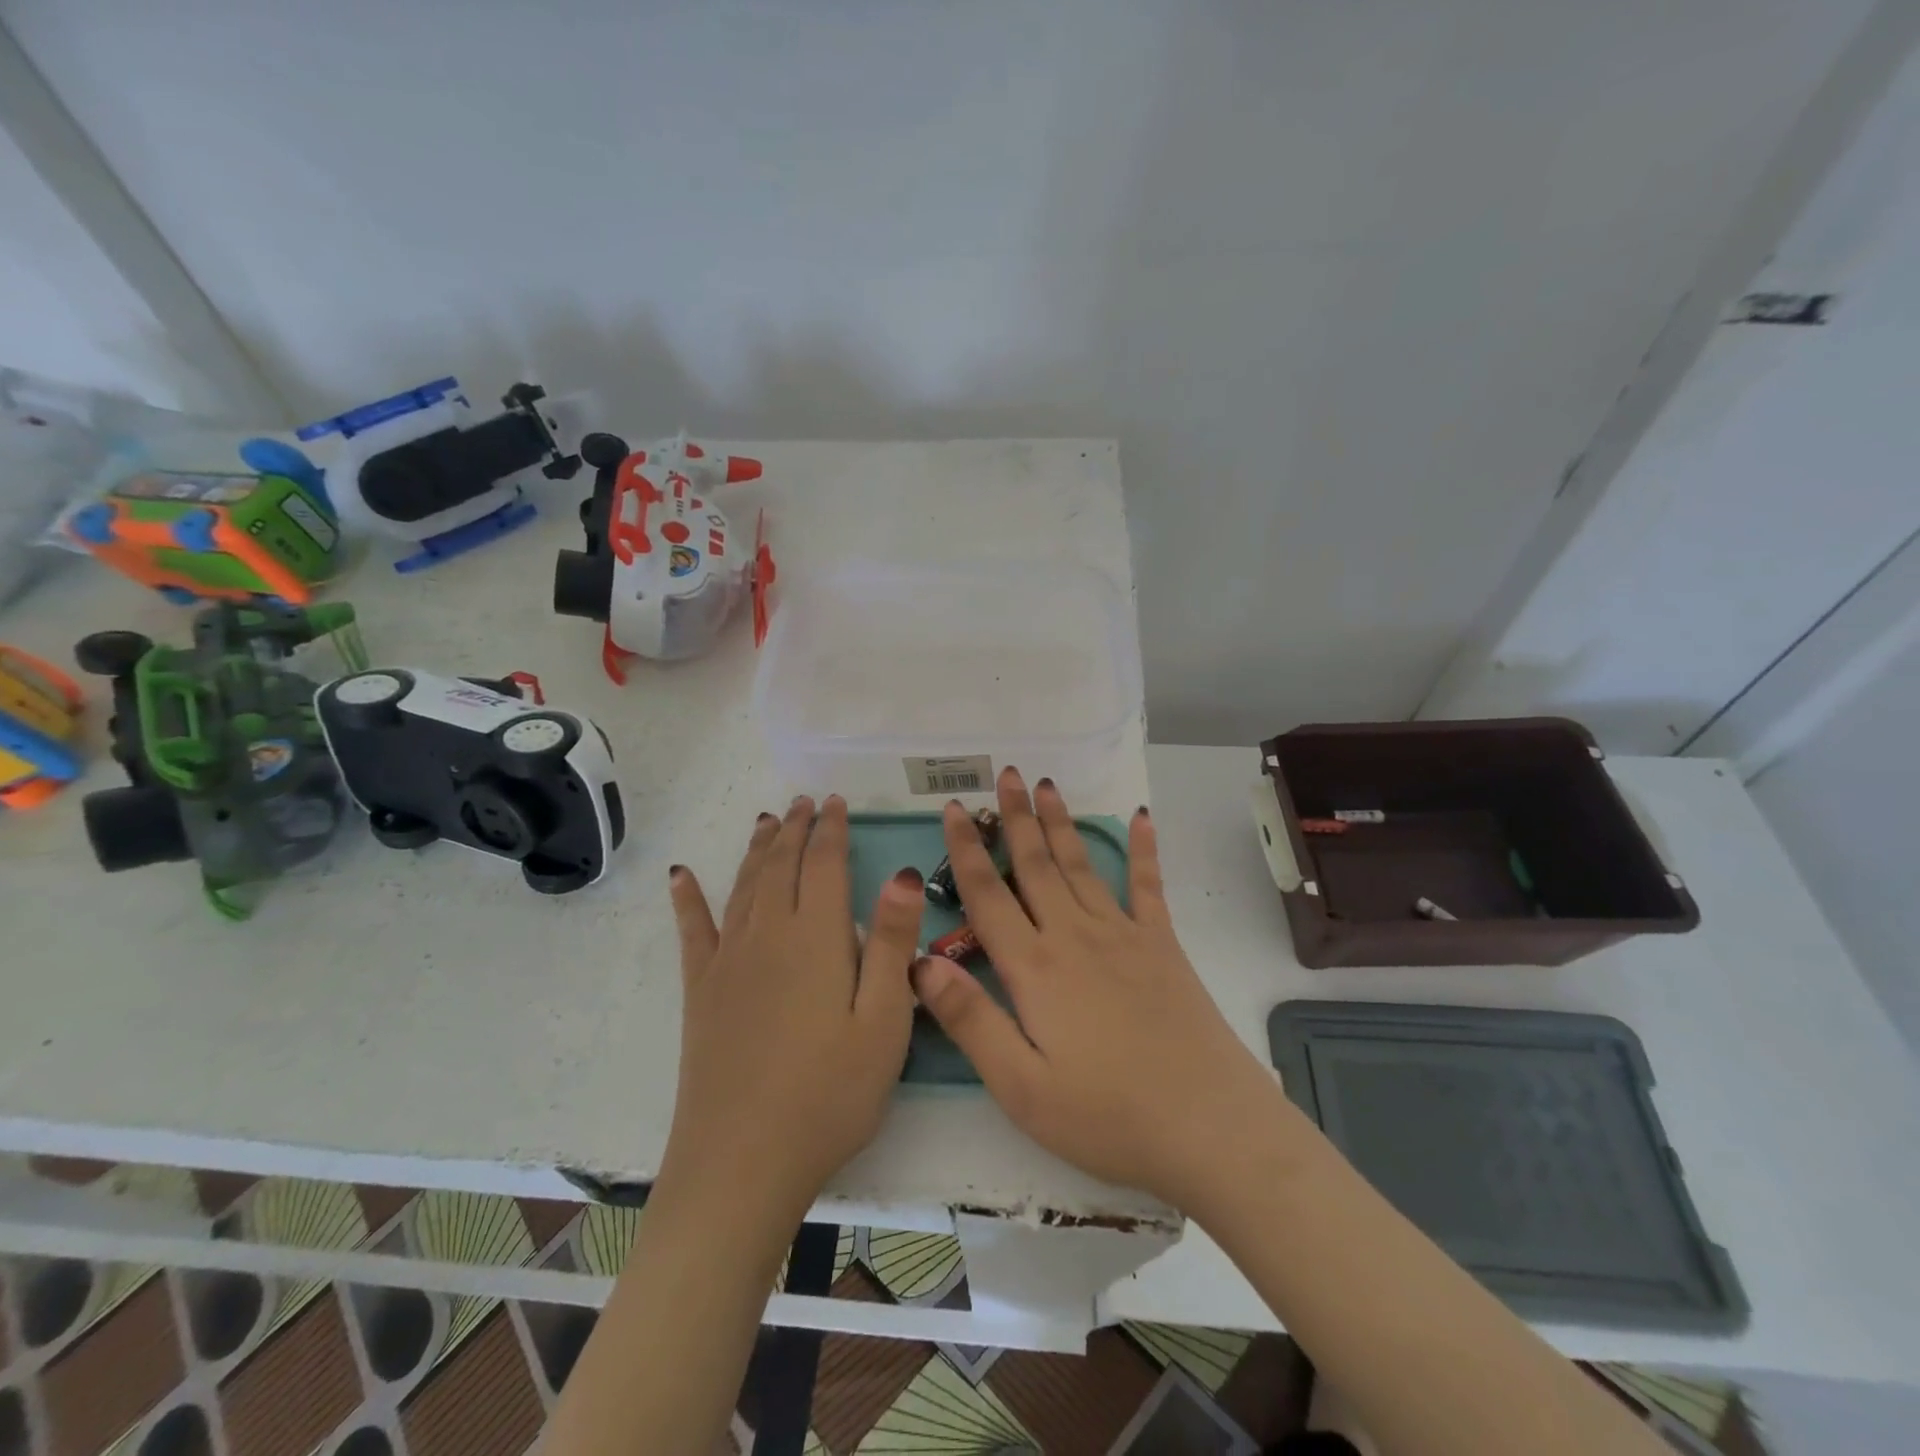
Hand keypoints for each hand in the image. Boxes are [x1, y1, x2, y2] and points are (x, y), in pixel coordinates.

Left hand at [663, 795, 924, 1214]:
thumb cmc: (830, 1094)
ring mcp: (728, 961)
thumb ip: (891, 943)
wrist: (742, 1162)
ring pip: (744, 886)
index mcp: (815, 937)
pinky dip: (688, 898)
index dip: (831, 829)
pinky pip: (693, 930)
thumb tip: (900, 872)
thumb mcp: (884, 1022)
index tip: (836, 802)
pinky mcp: (701, 991)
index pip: (823, 864)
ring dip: (757, 849)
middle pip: (780, 865)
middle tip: (804, 802)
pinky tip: (682, 874)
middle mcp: (767, 934)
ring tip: (767, 821)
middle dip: (795, 829)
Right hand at [911, 768, 1282, 1209]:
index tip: (955, 808)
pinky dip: (1143, 849)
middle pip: (1035, 865)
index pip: (988, 896)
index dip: (966, 850)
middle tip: (1004, 773)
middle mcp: (1074, 936)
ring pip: (1080, 864)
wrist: (1209, 1126)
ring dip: (1060, 822)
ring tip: (1046, 783)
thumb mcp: (1020, 1087)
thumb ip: (969, 1020)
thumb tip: (921, 960)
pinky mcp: (1162, 946)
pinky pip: (1148, 886)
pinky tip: (1140, 817)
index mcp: (1034, 968)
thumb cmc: (1107, 1116)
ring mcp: (1123, 935)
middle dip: (1015, 817)